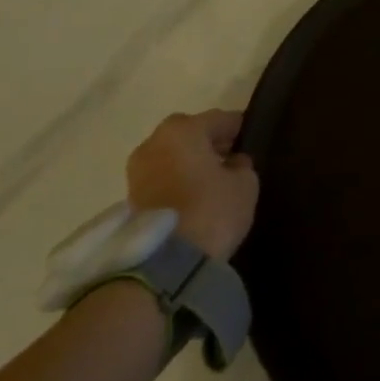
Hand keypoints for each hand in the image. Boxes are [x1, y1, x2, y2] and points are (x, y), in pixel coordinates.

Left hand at [126, 110, 258, 260]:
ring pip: (171, 155)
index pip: (219, 119)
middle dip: (208, 142)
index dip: (237, 127)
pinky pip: (161, 176)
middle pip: (188, 133)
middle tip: (229, 157)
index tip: (250, 136)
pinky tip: (193, 195)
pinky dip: (175, 179)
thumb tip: (233, 162)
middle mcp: (154, 142)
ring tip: (210, 180)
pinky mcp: (129, 197)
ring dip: (188, 162)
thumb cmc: (211, 210)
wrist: (164, 262)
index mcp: (183, 130)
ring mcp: (137, 170)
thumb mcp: (245, 184)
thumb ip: (241, 165)